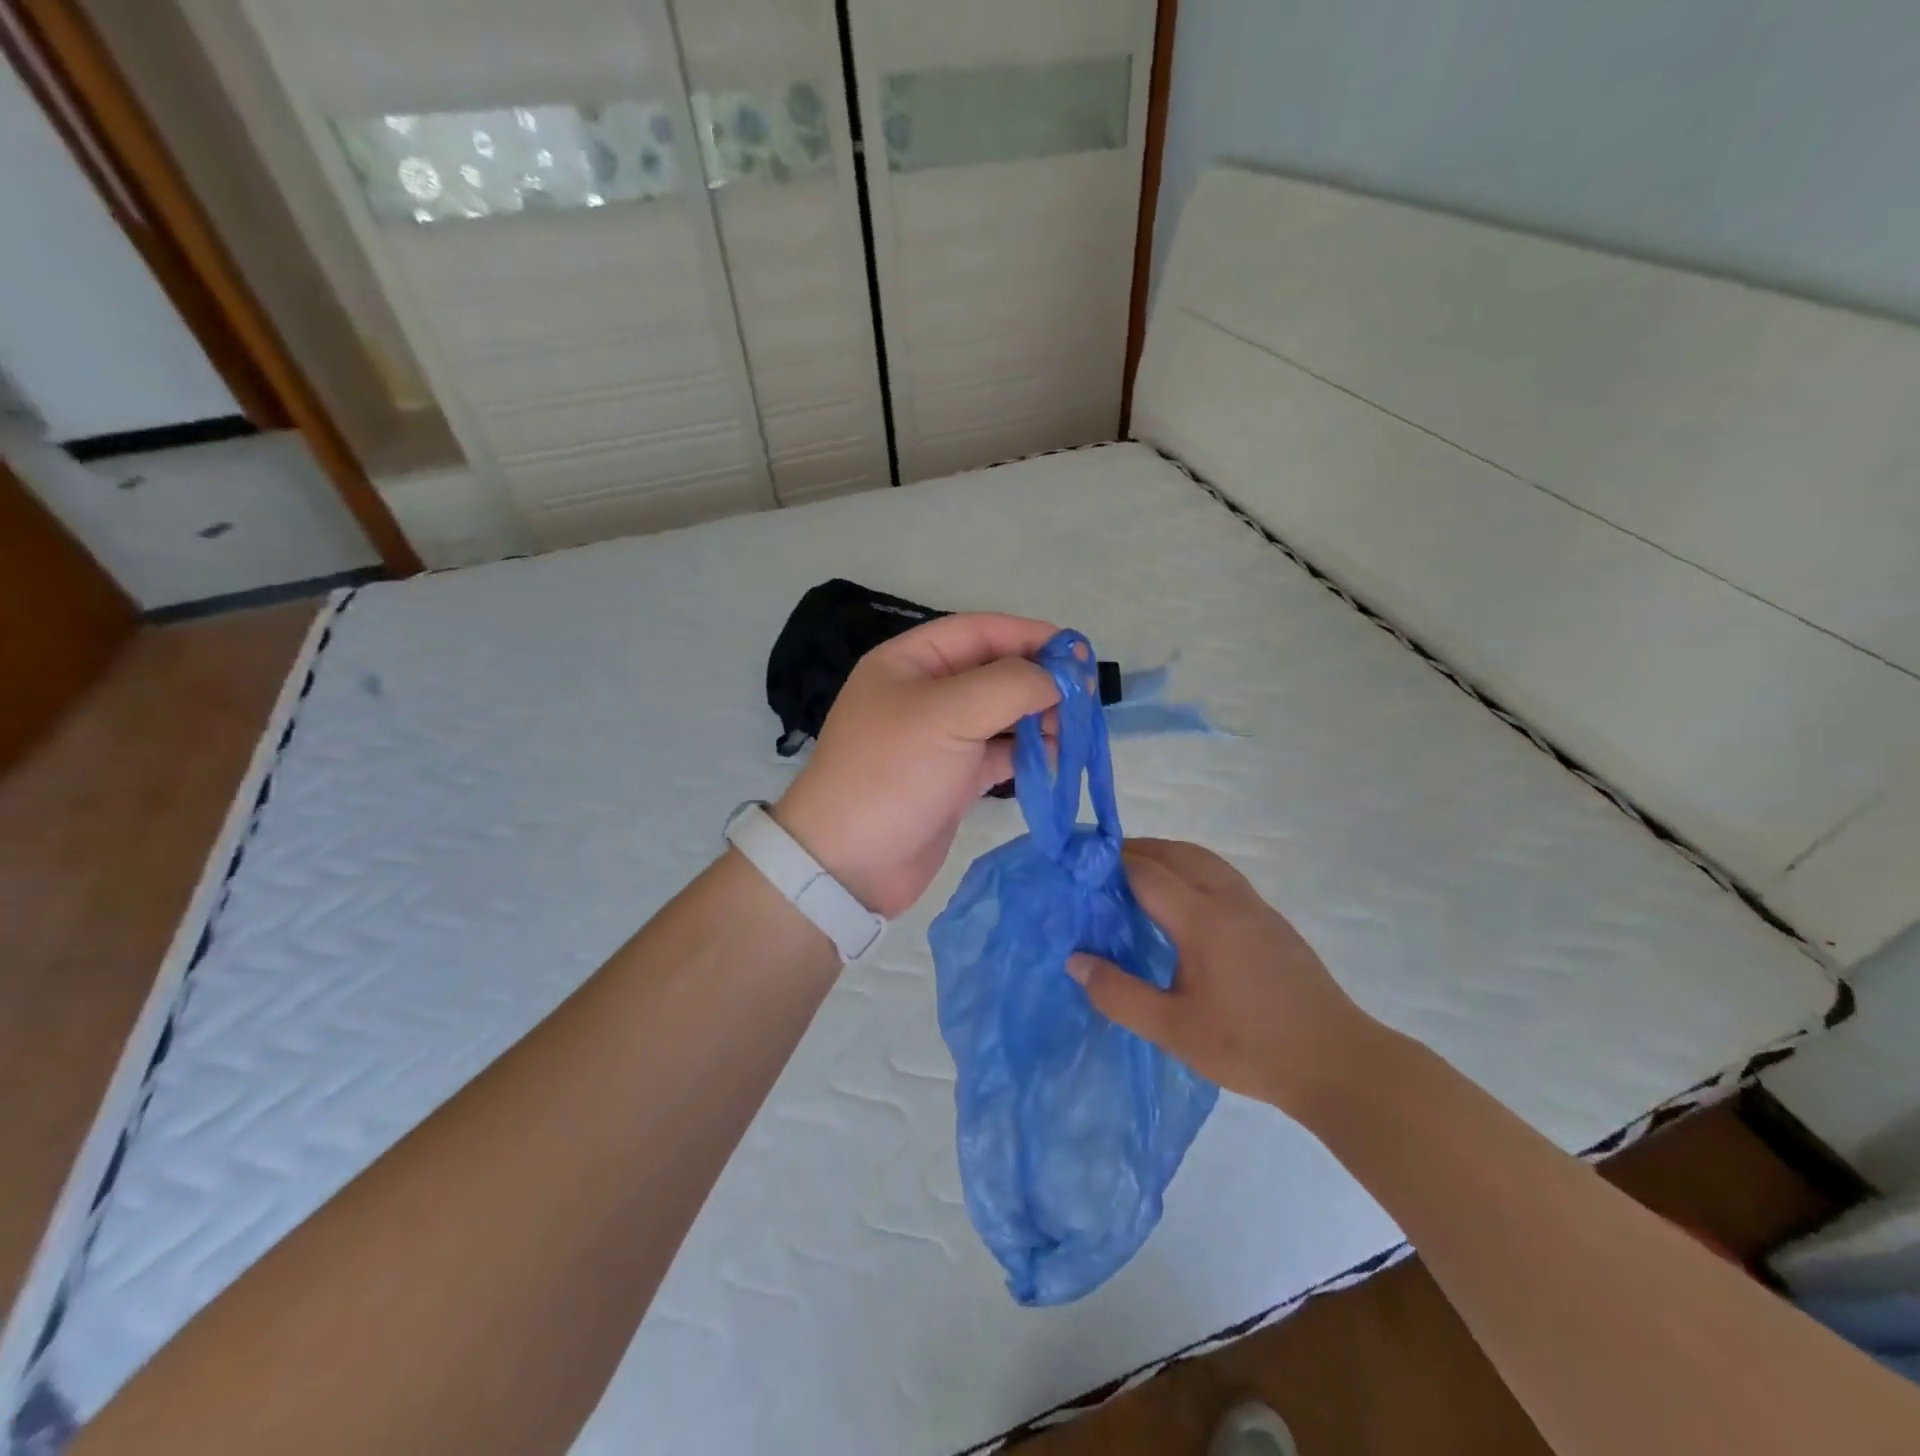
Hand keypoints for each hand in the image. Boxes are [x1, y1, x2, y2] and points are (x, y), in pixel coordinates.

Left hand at [774, 613, 1059, 917]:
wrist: (849, 863)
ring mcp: (940, 738)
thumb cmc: (892, 773)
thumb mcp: (948, 714)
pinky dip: (1028, 753)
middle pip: (994, 671)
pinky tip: (1054, 760)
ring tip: (1071, 732)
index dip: (1030, 635)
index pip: (979, 631)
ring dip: (1038, 718)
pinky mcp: (952, 778)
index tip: (1078, 652)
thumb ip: (1009, 684)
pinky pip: (999, 753)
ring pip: (1001, 714)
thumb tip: (1059, 678)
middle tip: (1083, 698)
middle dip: (1039, 680)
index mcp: (910, 662)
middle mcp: (925, 694)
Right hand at [1068, 840, 1387, 1116]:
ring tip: (1135, 879)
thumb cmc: (1250, 1047)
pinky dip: (1191, 872)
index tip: (1078, 868)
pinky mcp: (1272, 921)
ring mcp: (1255, 907)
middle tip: (1101, 869)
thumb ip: (1120, 994)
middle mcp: (1229, 899)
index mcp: (1203, 919)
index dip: (1109, 864)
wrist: (1338, 1063)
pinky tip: (1181, 907)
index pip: (1146, 872)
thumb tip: (1075, 960)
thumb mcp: (1174, 1031)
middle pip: (1177, 853)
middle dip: (1137, 851)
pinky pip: (1222, 877)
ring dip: (1167, 857)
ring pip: (1204, 861)